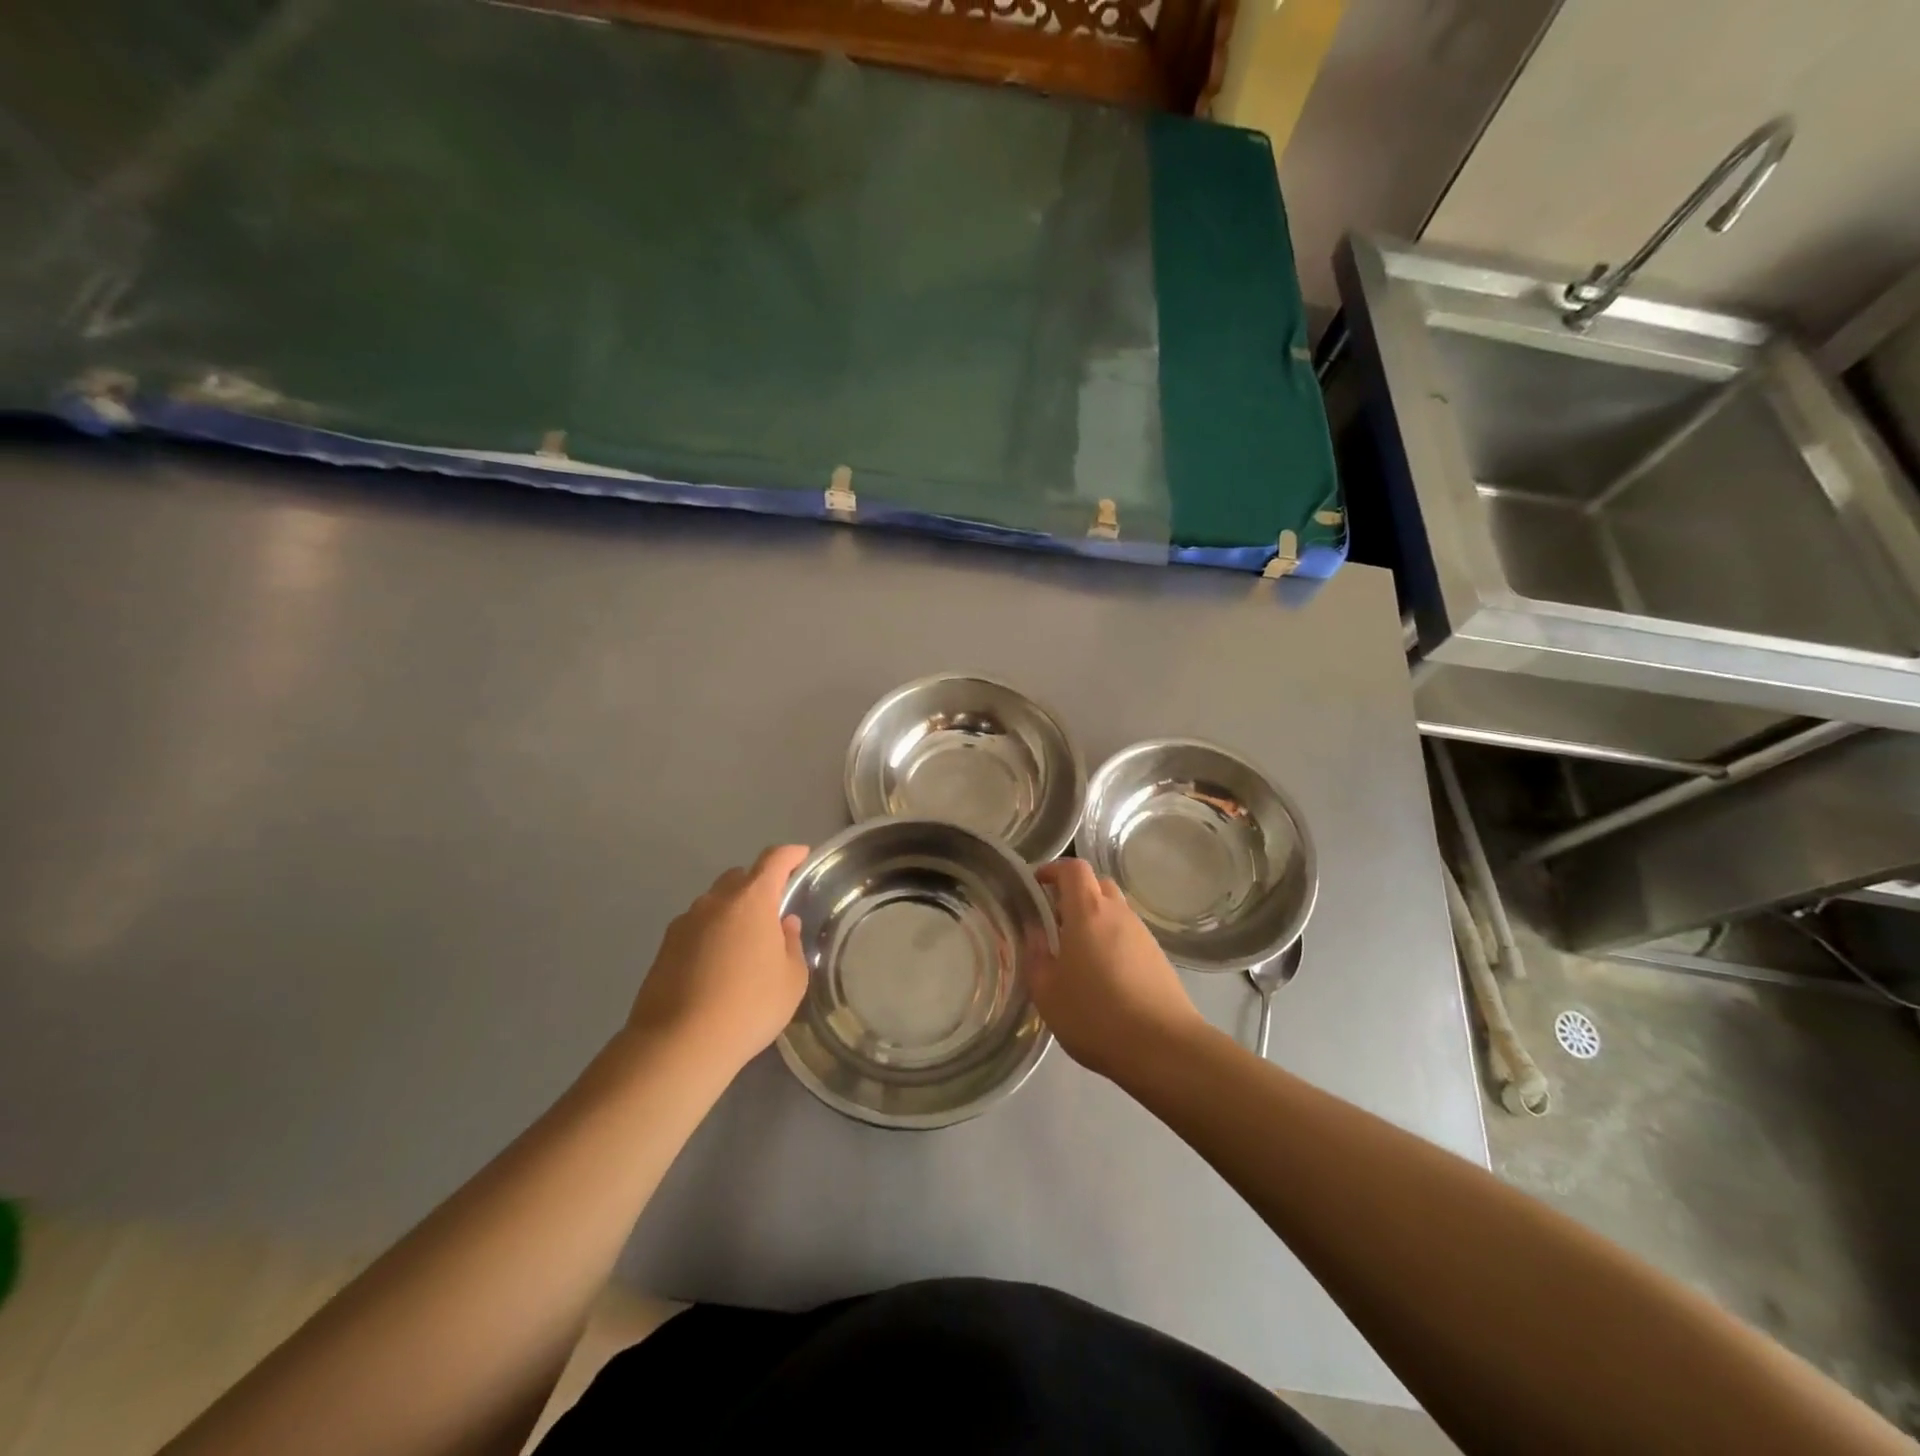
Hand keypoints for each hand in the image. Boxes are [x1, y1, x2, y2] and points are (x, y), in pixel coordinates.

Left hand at [627, 845, 810, 1073]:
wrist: (679, 1044)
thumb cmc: (749, 1006)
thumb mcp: (791, 980)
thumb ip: (791, 944)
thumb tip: (784, 924)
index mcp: (752, 900)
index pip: (774, 860)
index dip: (790, 854)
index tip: (801, 856)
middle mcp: (716, 902)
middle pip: (740, 877)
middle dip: (758, 886)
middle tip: (772, 912)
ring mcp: (685, 923)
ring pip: (715, 903)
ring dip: (731, 912)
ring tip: (743, 946)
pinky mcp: (664, 947)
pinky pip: (695, 928)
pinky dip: (710, 934)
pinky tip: (716, 966)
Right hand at [1029, 859, 1204, 1080]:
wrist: (1163, 1048)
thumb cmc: (1095, 1015)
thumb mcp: (1048, 992)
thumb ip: (1036, 956)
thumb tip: (1034, 933)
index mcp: (1088, 911)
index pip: (1073, 868)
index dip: (1053, 869)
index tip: (1037, 884)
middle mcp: (1118, 913)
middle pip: (1097, 884)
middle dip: (1074, 893)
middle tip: (1055, 920)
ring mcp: (1143, 934)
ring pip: (1115, 911)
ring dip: (1094, 919)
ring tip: (1077, 953)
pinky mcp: (1158, 957)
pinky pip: (1128, 935)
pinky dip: (1112, 941)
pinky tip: (1103, 975)